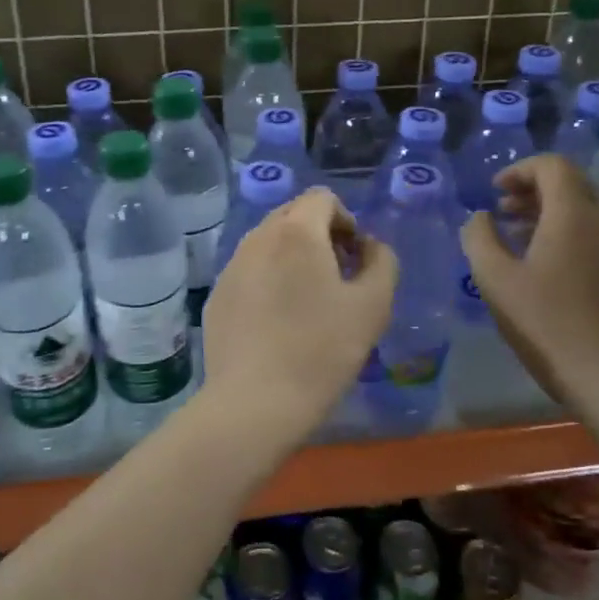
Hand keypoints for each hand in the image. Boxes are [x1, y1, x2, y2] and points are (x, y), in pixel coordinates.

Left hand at [201, 187, 397, 446]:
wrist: (255, 401)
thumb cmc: (322, 350)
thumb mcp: (373, 306)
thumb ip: (381, 262)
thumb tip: (370, 245)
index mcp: (296, 232)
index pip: (321, 198)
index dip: (345, 220)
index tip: (354, 259)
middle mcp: (257, 238)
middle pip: (292, 215)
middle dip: (319, 234)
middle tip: (336, 277)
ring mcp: (231, 266)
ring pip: (267, 243)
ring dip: (292, 257)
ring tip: (307, 301)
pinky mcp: (217, 294)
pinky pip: (249, 270)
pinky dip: (267, 279)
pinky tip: (277, 321)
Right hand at [460, 155, 598, 403]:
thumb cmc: (544, 321)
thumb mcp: (494, 278)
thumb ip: (479, 238)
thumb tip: (480, 217)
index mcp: (572, 215)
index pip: (553, 165)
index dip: (520, 170)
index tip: (495, 192)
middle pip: (571, 185)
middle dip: (534, 189)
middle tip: (504, 211)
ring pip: (584, 212)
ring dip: (549, 214)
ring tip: (518, 239)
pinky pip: (595, 238)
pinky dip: (567, 236)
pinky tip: (546, 268)